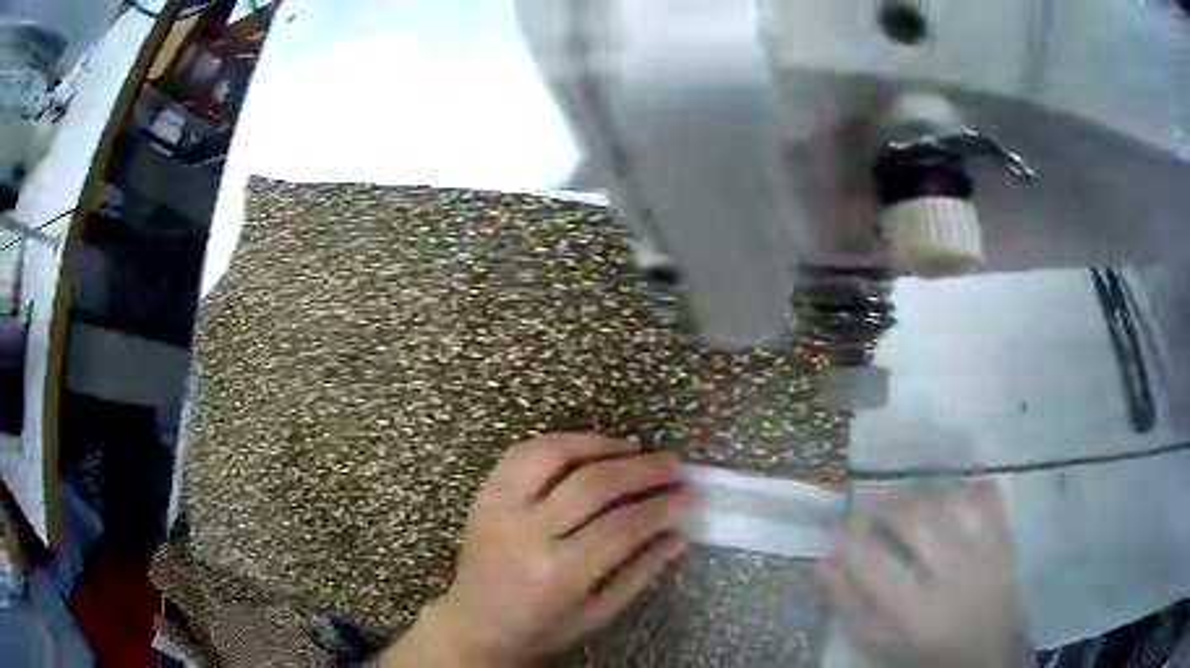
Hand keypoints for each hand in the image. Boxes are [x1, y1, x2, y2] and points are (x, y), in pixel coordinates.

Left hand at [381, 433, 694, 666]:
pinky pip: (523, 453)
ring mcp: (500, 507)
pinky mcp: (484, 494)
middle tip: (673, 464)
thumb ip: (642, 571)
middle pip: (593, 485)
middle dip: (642, 470)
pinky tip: (589, 446)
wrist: (477, 624)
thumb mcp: (599, 612)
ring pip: (553, 455)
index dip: (663, 506)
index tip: (689, 495)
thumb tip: (681, 533)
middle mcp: (527, 533)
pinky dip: (561, 442)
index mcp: (559, 573)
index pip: (623, 527)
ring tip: (635, 447)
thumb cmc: (543, 627)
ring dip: (600, 445)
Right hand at [818, 480, 1032, 667]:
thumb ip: (852, 606)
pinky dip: (964, 488)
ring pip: (950, 498)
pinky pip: (987, 495)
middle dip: (885, 505)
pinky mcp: (1007, 539)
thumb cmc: (926, 656)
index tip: (839, 526)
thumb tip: (824, 561)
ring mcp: (987, 553)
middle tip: (872, 511)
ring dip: (921, 494)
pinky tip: (949, 500)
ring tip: (908, 504)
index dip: (849, 535)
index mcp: (918, 613)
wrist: (987, 656)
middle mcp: (955, 577)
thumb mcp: (882, 645)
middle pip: (916, 518)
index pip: (874, 561)